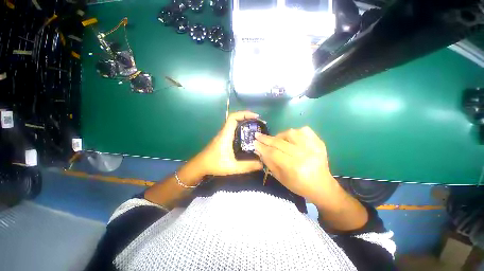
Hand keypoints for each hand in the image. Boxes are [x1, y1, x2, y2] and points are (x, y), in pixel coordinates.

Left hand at [195, 111, 262, 175]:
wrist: (200, 166)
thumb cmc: (214, 164)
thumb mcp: (232, 167)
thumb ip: (247, 166)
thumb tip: (261, 164)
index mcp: (225, 135)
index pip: (233, 118)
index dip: (244, 114)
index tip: (255, 116)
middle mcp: (224, 132)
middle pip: (235, 119)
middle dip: (247, 117)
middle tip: (258, 123)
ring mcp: (223, 135)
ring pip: (234, 124)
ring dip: (244, 123)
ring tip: (255, 128)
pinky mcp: (223, 139)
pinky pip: (233, 130)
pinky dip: (241, 129)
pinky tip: (247, 136)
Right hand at [254, 126, 341, 203]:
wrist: (322, 186)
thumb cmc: (299, 185)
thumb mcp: (280, 178)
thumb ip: (269, 162)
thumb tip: (259, 150)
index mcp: (294, 167)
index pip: (273, 153)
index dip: (262, 147)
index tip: (254, 142)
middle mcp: (304, 155)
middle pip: (280, 142)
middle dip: (266, 139)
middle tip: (258, 136)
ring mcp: (314, 147)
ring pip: (292, 133)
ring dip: (280, 135)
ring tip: (277, 140)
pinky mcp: (319, 143)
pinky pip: (305, 130)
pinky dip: (296, 132)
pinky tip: (292, 138)